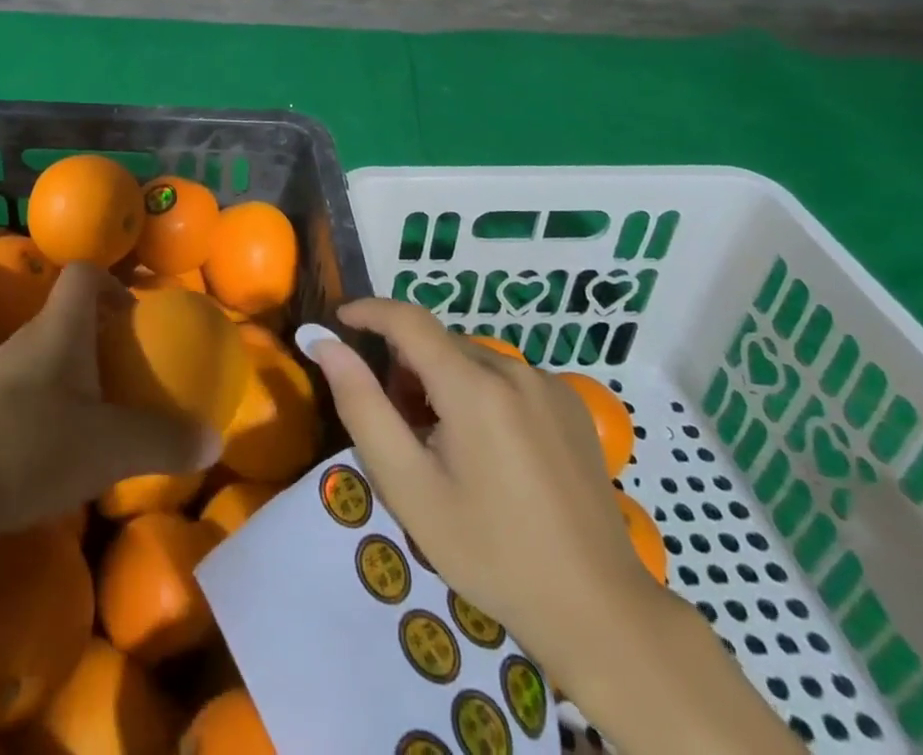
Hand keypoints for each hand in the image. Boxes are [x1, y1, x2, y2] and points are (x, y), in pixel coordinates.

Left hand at [0, 262, 215, 540]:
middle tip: (129, 374)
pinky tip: (51, 456)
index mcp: (59, 329)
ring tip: (98, 420)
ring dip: (74, 377)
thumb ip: (162, 441)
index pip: (84, 274)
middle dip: (101, 337)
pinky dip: (45, 410)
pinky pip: (20, 394)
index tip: (136, 316)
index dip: (113, 283)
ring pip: (43, 358)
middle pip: (67, 316)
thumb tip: (213, 440)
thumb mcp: (106, 449)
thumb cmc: (21, 447)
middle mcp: (25, 340)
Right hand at [304, 299, 666, 687]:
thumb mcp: (409, 487)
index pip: (408, 319)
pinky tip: (488, 452)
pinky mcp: (571, 404)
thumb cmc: (489, 552)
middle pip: (439, 344)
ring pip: (471, 360)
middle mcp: (514, 369)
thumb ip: (362, 406)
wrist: (597, 611)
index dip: (369, 311)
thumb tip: (325, 344)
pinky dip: (479, 393)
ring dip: (442, 382)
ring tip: (442, 447)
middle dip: (405, 368)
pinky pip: (506, 378)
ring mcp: (549, 385)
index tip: (338, 321)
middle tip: (398, 428)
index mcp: (474, 386)